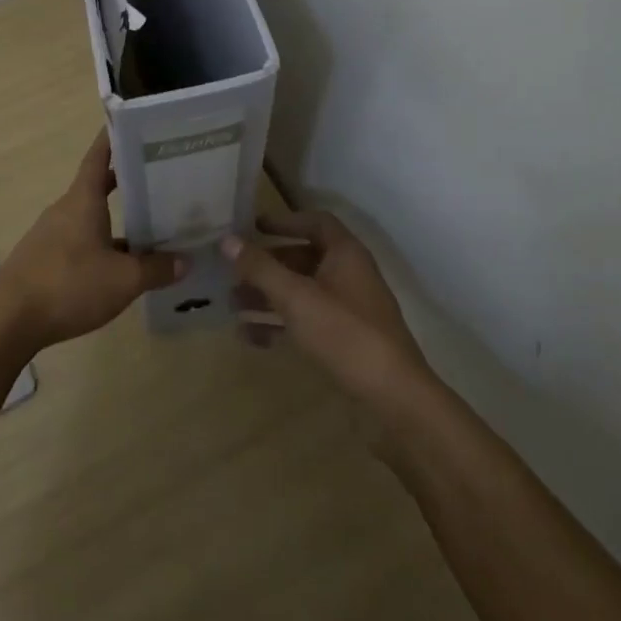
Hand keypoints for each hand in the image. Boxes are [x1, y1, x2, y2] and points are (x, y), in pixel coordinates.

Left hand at [0, 129, 187, 351]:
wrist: (9, 320)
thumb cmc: (68, 285)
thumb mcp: (123, 280)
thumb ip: (156, 269)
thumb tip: (185, 260)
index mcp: (83, 199)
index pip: (99, 156)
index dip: (114, 138)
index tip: (133, 124)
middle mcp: (66, 209)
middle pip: (98, 186)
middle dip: (127, 182)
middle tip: (160, 180)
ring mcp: (52, 234)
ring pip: (91, 218)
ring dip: (117, 219)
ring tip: (150, 227)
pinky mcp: (45, 259)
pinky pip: (81, 241)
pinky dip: (103, 245)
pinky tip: (121, 266)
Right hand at [221, 211, 428, 405]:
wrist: (394, 398)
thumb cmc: (345, 334)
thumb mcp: (296, 297)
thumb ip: (260, 268)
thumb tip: (226, 239)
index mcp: (345, 254)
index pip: (315, 222)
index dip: (285, 221)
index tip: (253, 227)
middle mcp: (349, 275)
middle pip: (303, 259)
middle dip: (267, 265)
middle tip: (234, 272)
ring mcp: (349, 310)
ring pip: (302, 292)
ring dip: (268, 296)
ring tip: (232, 305)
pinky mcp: (345, 340)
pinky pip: (306, 322)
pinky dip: (280, 324)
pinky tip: (250, 338)